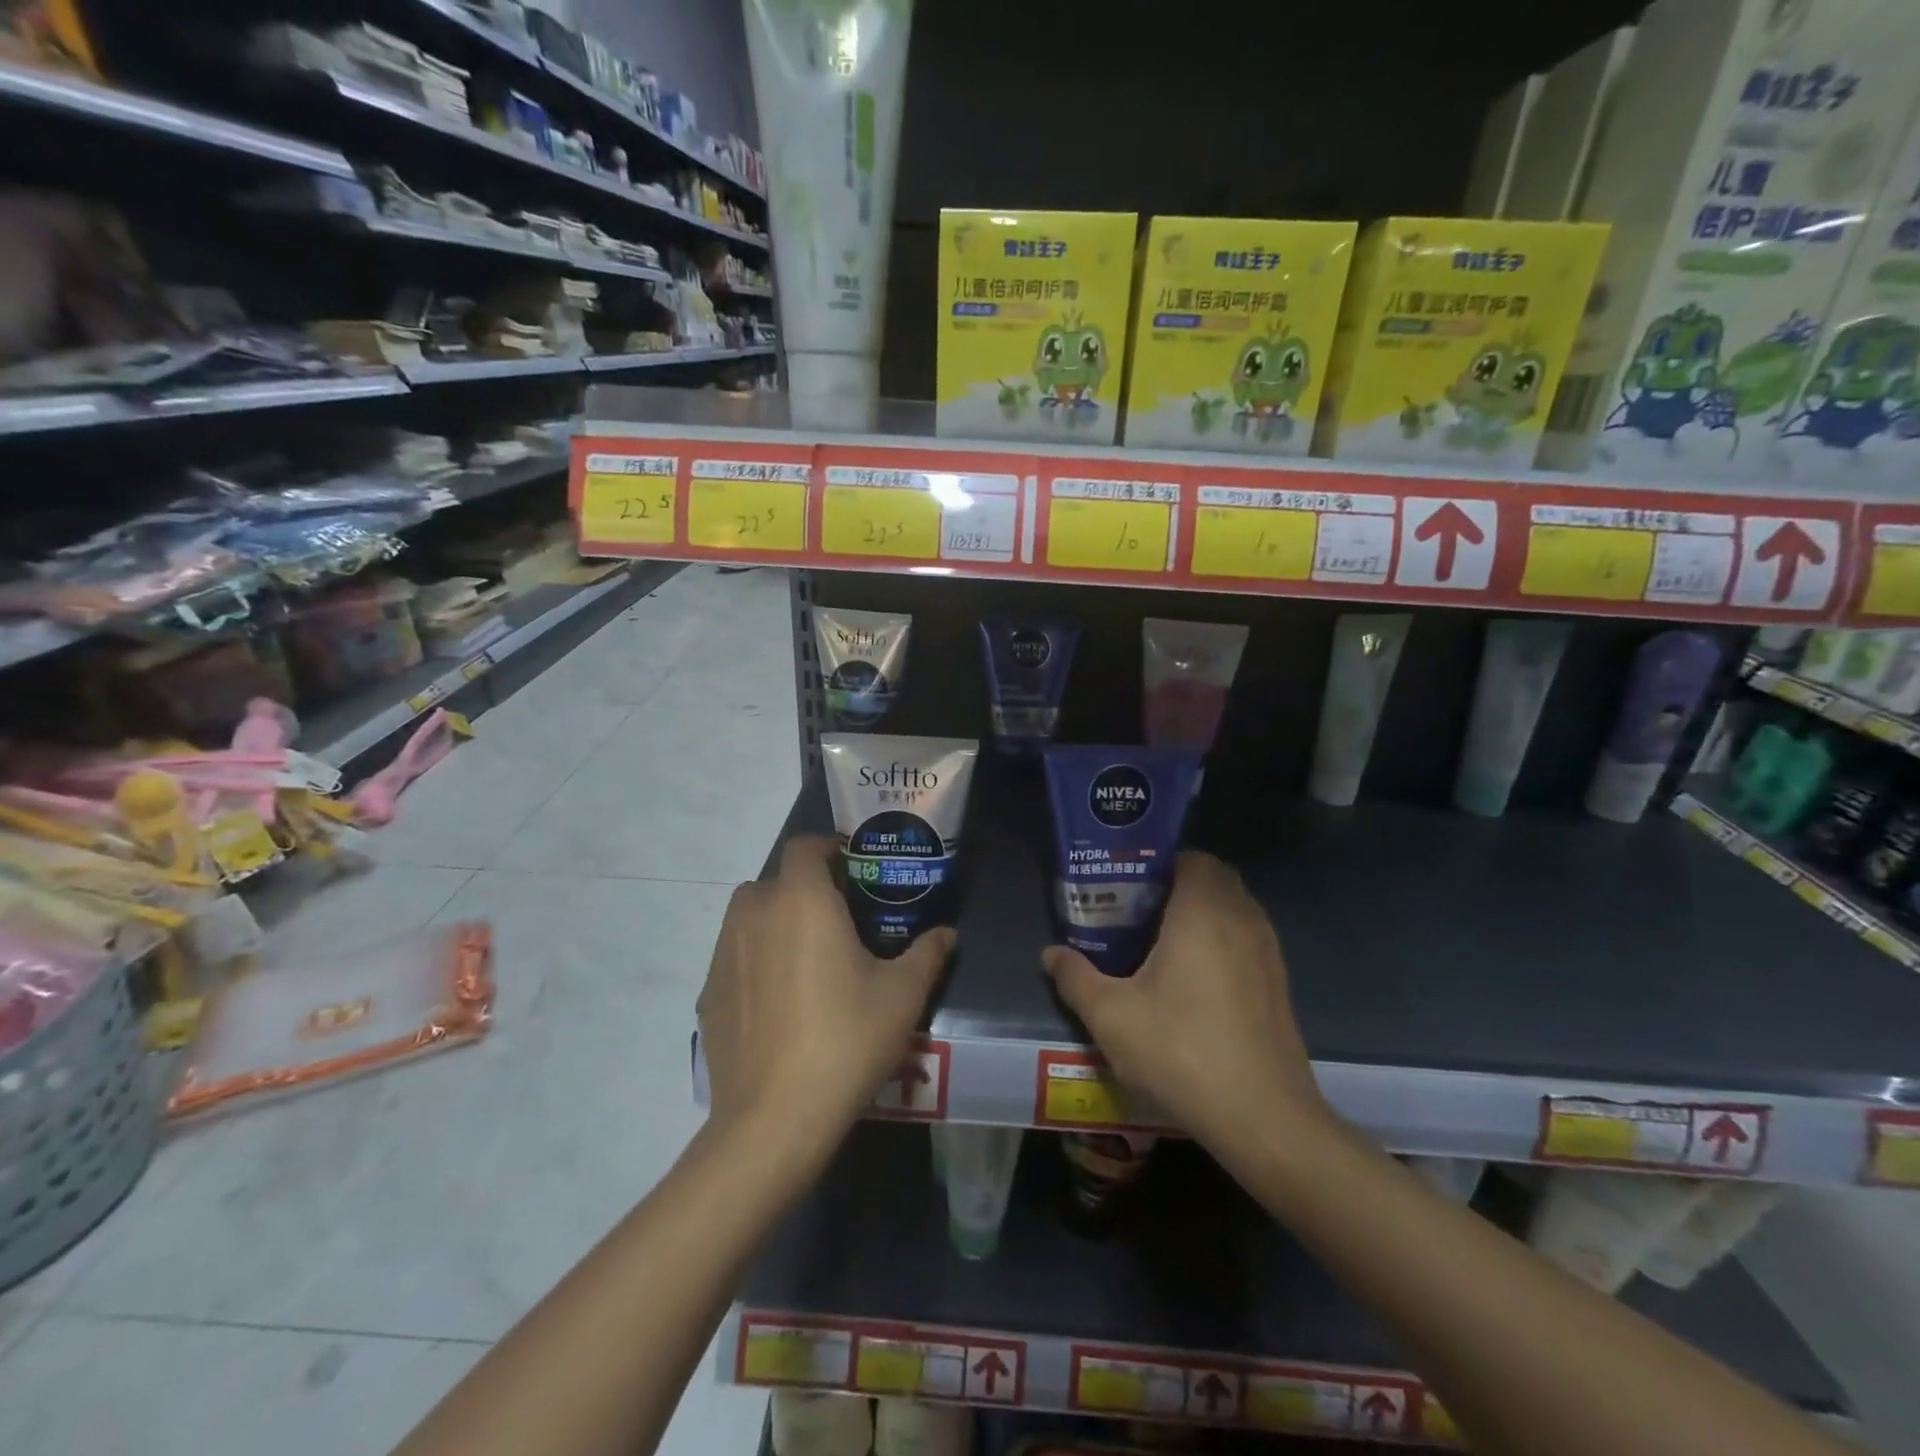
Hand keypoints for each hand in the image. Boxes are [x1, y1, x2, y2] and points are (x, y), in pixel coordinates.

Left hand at [699, 836, 953, 1161]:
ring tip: (808, 957)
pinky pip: (734, 956)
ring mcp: (723, 953)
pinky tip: (779, 1000)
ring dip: (775, 920)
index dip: (827, 848)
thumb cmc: (846, 1039)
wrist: (773, 1118)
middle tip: (837, 918)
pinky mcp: (708, 991)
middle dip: (804, 889)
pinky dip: (755, 959)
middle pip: (775, 880)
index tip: (852, 869)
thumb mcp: (902, 995)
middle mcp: (755, 914)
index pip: (804, 847)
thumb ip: (927, 954)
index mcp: (801, 901)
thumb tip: (947, 933)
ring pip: (749, 916)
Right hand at [1042, 851, 1329, 1157]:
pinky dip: (1222, 940)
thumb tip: (1050, 954)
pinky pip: (1247, 938)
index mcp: (1203, 912)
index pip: (1191, 858)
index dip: (1158, 863)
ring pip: (1234, 908)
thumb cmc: (1181, 1051)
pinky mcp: (1279, 983)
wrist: (1263, 1117)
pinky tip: (1193, 979)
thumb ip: (1076, 978)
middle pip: (1214, 878)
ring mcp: (1268, 951)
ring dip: (1202, 912)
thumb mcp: (1111, 1016)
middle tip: (1138, 910)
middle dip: (1178, 885)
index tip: (1128, 884)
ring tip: (1160, 942)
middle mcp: (1242, 919)